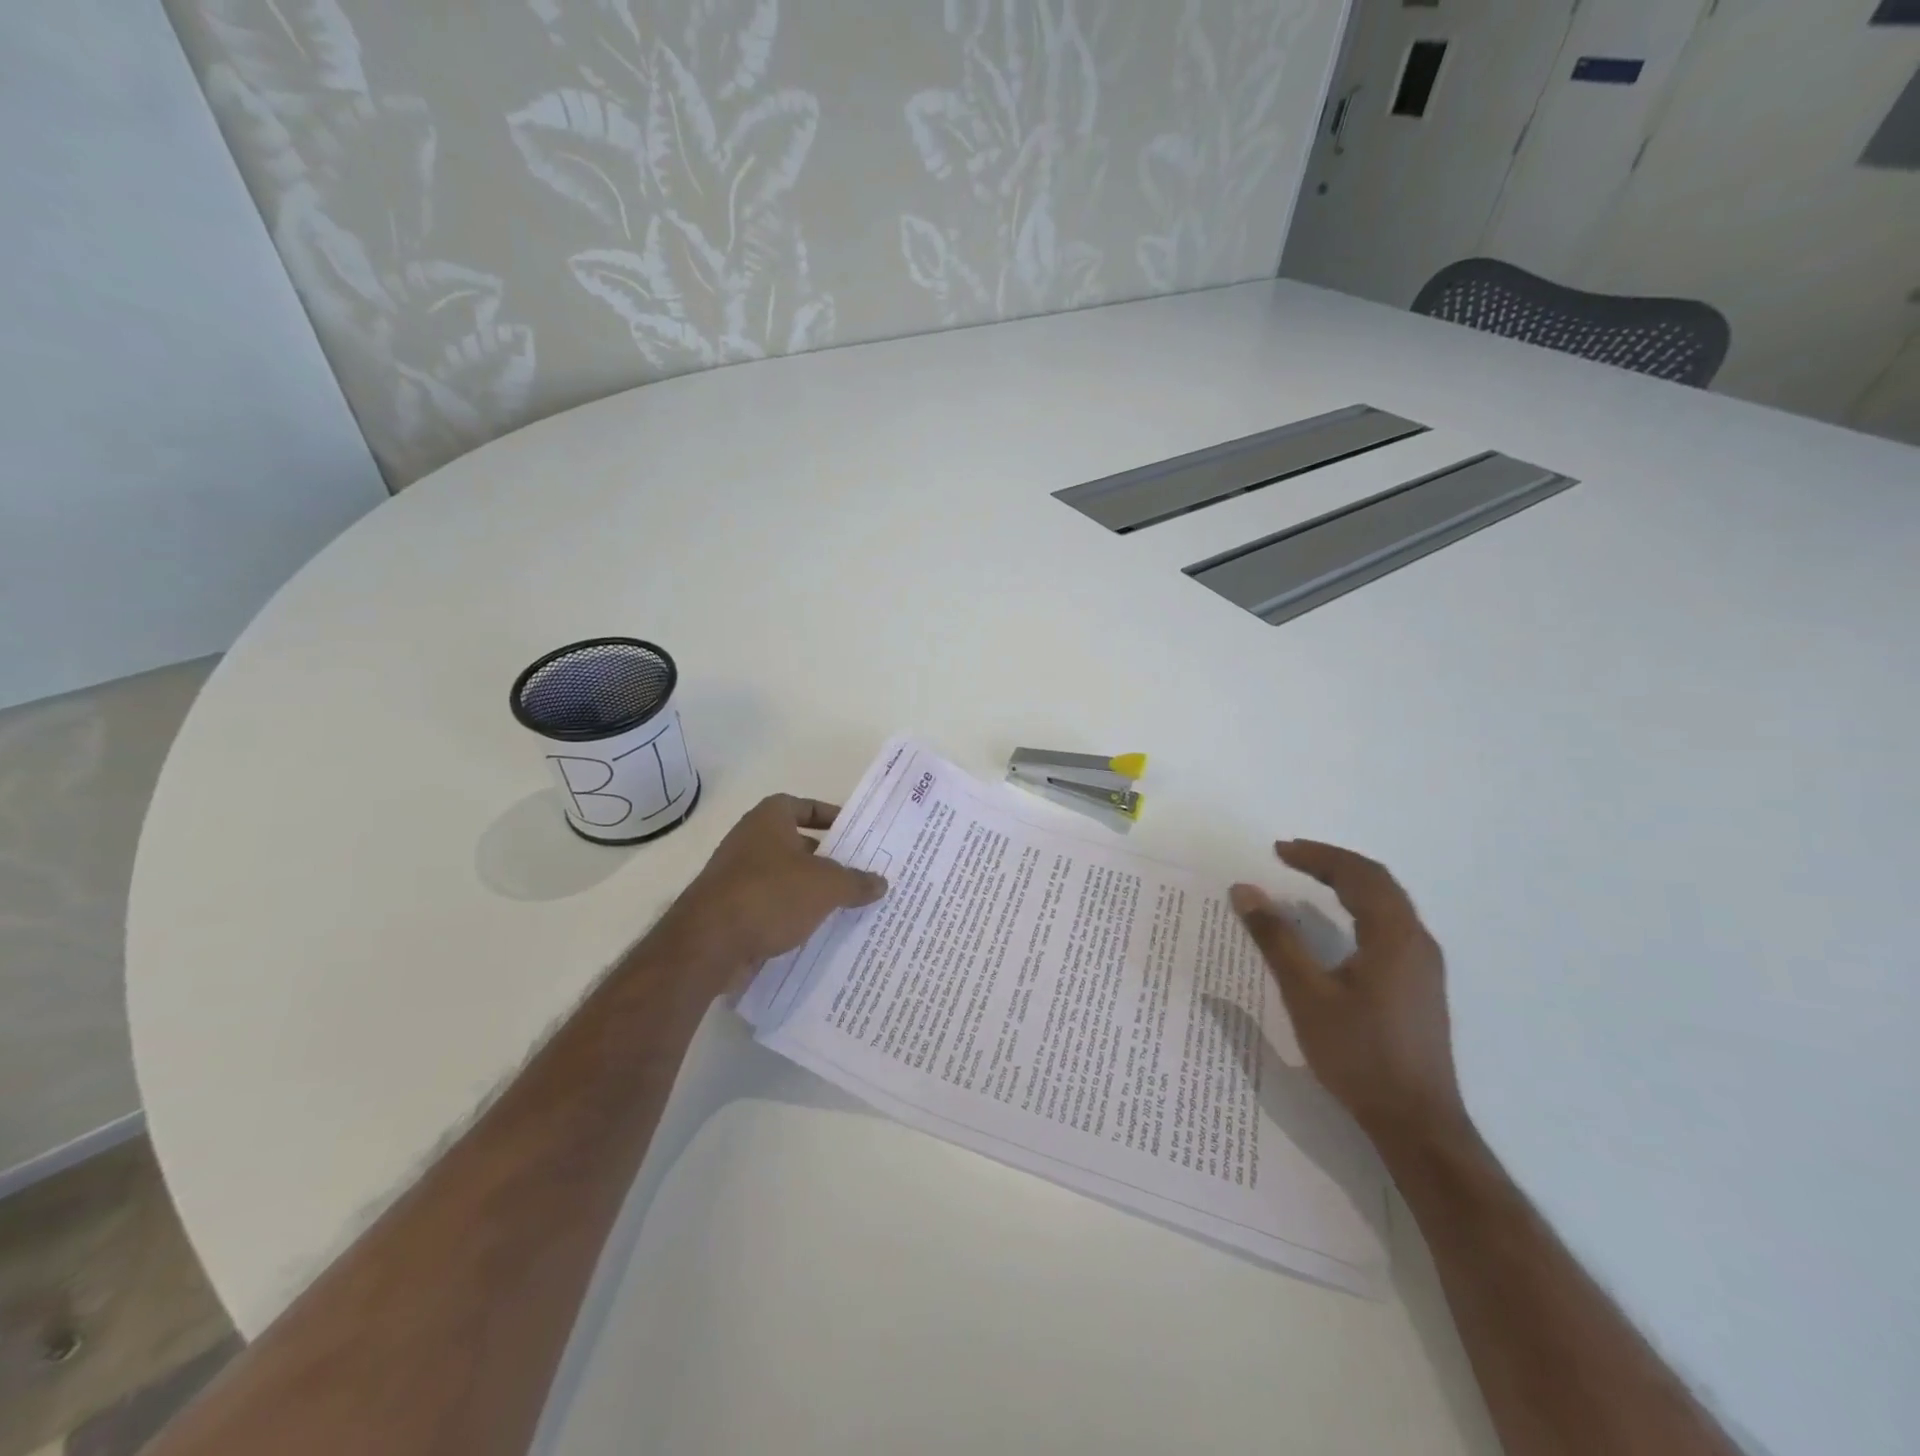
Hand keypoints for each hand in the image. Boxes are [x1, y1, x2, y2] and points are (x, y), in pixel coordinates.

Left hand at [651, 795, 888, 980]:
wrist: (708, 943)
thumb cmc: (770, 895)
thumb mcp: (826, 886)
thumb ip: (855, 881)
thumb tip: (880, 882)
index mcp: (768, 820)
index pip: (802, 806)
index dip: (828, 815)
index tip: (853, 833)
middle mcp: (748, 841)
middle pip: (795, 843)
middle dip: (825, 857)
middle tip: (857, 872)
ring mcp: (736, 877)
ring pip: (783, 877)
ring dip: (809, 889)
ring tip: (844, 904)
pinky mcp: (730, 911)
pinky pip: (770, 906)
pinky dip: (791, 915)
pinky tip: (816, 930)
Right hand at [1230, 840, 1467, 1147]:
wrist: (1417, 1123)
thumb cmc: (1359, 1054)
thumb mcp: (1306, 994)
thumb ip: (1276, 938)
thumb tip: (1244, 890)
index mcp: (1395, 936)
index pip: (1359, 875)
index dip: (1318, 856)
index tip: (1278, 850)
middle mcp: (1417, 942)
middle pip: (1378, 883)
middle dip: (1332, 863)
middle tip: (1290, 857)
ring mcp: (1424, 966)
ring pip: (1388, 904)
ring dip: (1348, 883)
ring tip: (1309, 880)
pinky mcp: (1420, 986)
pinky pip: (1391, 925)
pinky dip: (1360, 907)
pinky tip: (1338, 925)